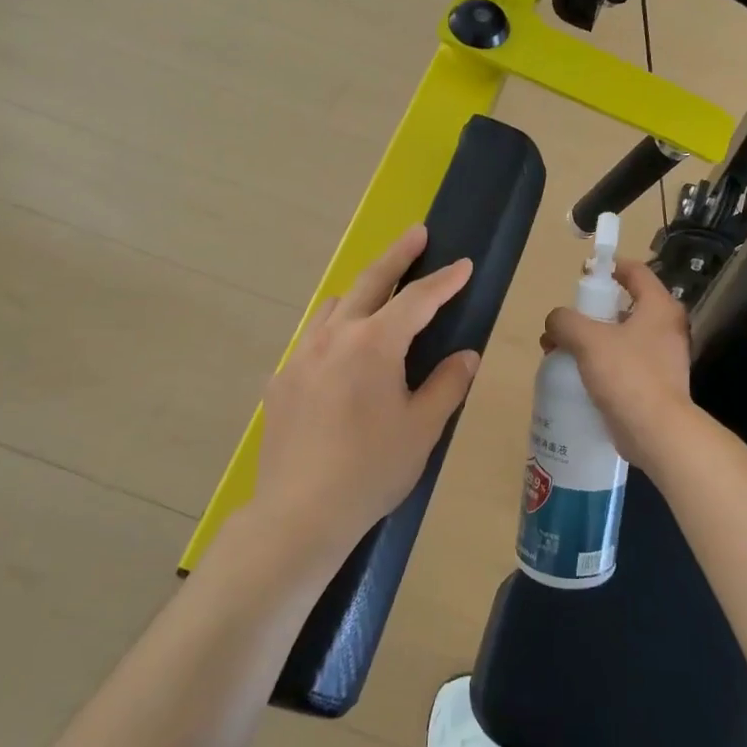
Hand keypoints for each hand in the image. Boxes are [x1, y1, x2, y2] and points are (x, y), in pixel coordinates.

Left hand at [245, 225, 478, 574]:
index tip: (464, 264)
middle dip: (397, 256)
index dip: (445, 281)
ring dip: (360, 293)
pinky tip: (341, 357)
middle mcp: (334, 337)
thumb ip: (447, 383)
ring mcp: (301, 357)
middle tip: (416, 234)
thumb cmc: (372, 469)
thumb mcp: (423, 427)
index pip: (418, 300)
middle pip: (369, 282)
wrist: (301, 512)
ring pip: (333, 307)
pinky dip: (334, 332)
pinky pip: (311, 341)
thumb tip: (465, 355)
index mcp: (374, 344)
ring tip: (379, 296)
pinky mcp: (280, 381)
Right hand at [542, 259, 693, 472]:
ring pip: (621, 337)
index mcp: (659, 307)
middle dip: (590, 312)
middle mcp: (666, 328)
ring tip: (561, 352)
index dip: (608, 267)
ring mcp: (663, 358)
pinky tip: (578, 376)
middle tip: (564, 323)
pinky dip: (601, 364)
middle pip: (625, 306)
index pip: (636, 271)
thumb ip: (566, 321)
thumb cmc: (627, 375)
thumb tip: (556, 320)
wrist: (656, 431)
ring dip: (591, 340)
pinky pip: (623, 364)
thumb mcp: (589, 340)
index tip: (583, 272)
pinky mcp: (655, 384)